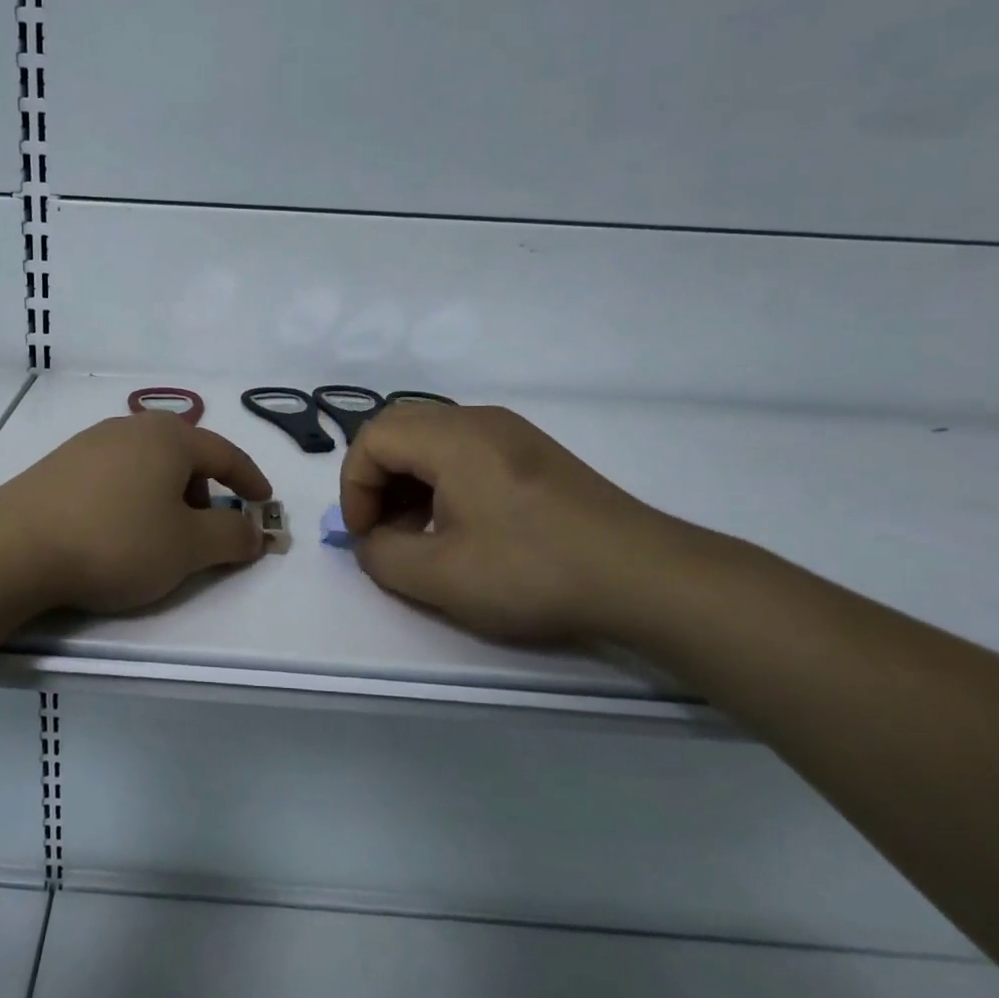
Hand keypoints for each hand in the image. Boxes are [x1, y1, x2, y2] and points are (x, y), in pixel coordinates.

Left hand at [0, 413, 273, 612]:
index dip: (250, 480)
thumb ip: (231, 537)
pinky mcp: (60, 464)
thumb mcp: (187, 547)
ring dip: (166, 495)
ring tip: (157, 535)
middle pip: (184, 455)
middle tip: (204, 530)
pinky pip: (115, 475)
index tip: (264, 503)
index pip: (225, 453)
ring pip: (147, 464)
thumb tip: (255, 532)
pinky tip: (115, 530)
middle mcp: (131, 428)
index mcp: (170, 437)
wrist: (14, 547)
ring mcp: (90, 442)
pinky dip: (132, 497)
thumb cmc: (116, 541)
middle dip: (203, 491)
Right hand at [339, 402, 706, 644]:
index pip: (372, 439)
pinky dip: (440, 479)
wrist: (643, 576)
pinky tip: (460, 524)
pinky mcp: (532, 452)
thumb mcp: (441, 577)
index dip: (354, 487)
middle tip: (384, 528)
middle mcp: (477, 420)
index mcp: (452, 437)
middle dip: (376, 478)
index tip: (366, 536)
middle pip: (398, 429)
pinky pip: (463, 449)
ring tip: (419, 531)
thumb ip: (383, 556)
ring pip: (431, 437)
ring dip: (408, 479)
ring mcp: (510, 432)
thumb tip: (373, 542)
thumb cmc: (533, 571)